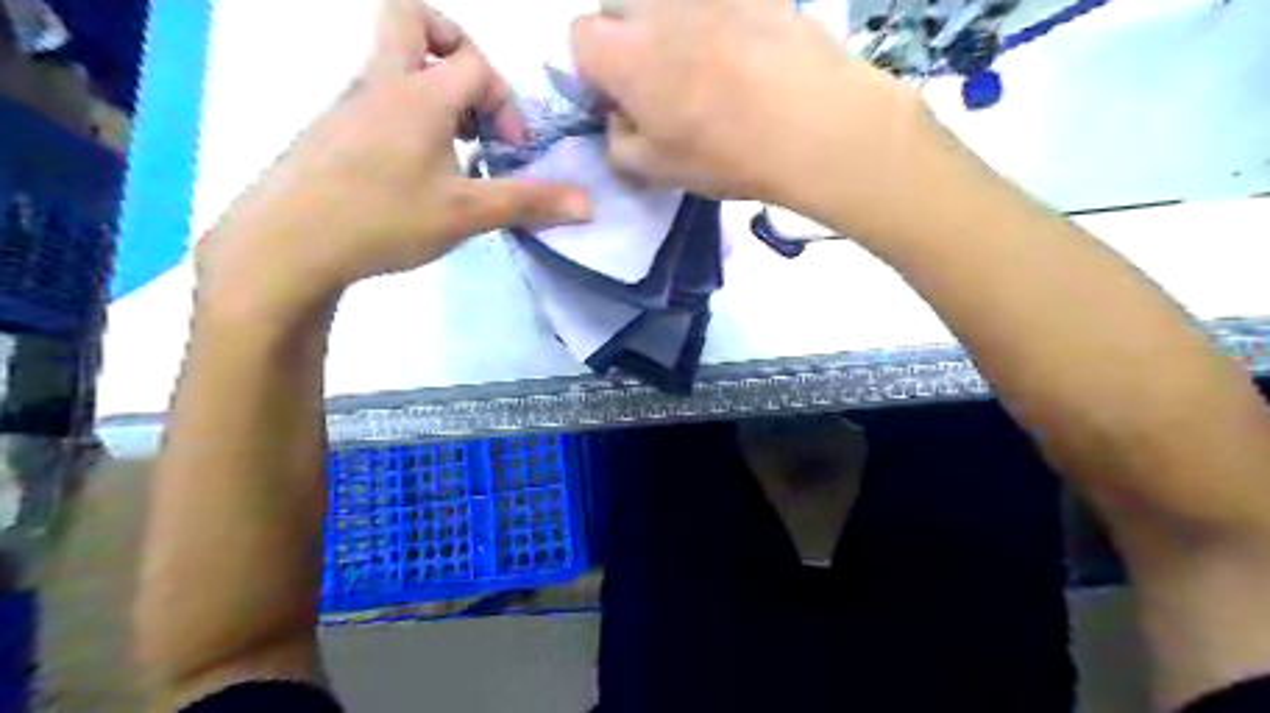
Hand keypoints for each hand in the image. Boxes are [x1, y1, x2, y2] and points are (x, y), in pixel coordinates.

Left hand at [194, 0, 591, 318]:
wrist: (287, 243)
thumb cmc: (384, 219)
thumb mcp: (467, 214)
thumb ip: (529, 203)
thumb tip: (588, 206)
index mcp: (419, 94)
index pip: (475, 65)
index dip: (504, 103)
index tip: (507, 151)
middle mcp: (381, 82)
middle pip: (412, 19)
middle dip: (453, 47)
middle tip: (472, 100)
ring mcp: (349, 102)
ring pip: (393, 62)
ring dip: (432, 91)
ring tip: (452, 150)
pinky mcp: (330, 128)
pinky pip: (376, 97)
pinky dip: (406, 117)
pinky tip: (414, 173)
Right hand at [571, 1, 934, 233]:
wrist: (814, 126)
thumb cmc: (726, 155)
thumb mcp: (657, 171)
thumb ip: (619, 144)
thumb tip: (621, 121)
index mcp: (624, 54)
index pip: (579, 38)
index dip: (594, 71)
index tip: (619, 100)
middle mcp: (656, 7)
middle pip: (618, 7)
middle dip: (625, 40)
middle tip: (659, 83)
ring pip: (667, 2)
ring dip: (669, 27)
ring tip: (706, 65)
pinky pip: (715, 1)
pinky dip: (718, 18)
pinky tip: (744, 51)